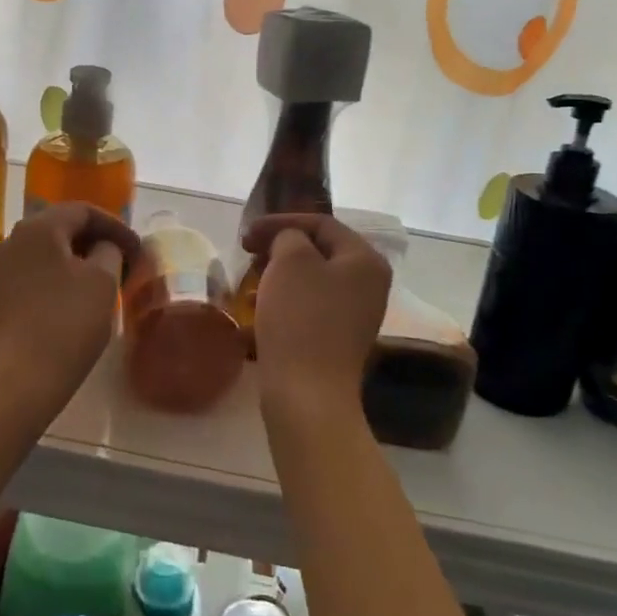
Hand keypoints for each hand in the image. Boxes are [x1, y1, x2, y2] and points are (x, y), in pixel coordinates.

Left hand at [0, 203, 140, 407]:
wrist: (21, 379)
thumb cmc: (67, 322)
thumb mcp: (102, 280)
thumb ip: (110, 251)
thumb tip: (105, 247)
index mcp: (39, 227)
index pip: (84, 210)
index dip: (116, 226)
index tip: (138, 249)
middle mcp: (16, 239)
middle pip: (65, 226)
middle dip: (99, 240)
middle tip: (127, 261)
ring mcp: (6, 268)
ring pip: (52, 249)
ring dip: (82, 259)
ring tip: (109, 279)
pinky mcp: (4, 294)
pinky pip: (40, 270)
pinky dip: (65, 275)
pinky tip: (83, 296)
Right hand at [241, 214, 391, 424]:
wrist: (308, 394)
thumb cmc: (300, 318)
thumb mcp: (290, 262)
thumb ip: (289, 237)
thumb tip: (290, 242)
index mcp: (365, 260)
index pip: (322, 224)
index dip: (281, 221)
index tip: (247, 234)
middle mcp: (368, 285)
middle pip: (319, 252)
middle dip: (279, 250)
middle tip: (248, 255)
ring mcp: (356, 315)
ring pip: (311, 281)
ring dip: (278, 277)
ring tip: (248, 285)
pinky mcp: (338, 340)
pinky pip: (309, 309)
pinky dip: (283, 303)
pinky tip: (256, 313)